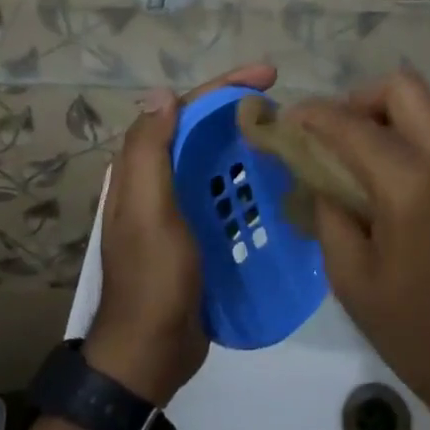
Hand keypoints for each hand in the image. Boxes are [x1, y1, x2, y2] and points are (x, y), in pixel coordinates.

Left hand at [85, 63, 276, 404]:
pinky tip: (277, 181)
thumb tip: (162, 93)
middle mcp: (158, 178)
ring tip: (287, 136)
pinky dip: (248, 178)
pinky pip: (224, 191)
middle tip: (283, 103)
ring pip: (215, 157)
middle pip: (202, 127)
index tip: (268, 75)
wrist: (150, 354)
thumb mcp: (148, 211)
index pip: (185, 108)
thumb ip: (150, 151)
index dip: (225, 86)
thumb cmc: (153, 278)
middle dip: (239, 107)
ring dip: (246, 141)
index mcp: (142, 166)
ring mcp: (178, 205)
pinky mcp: (197, 230)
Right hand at [293, 73, 429, 429]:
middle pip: (400, 87)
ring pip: (423, 106)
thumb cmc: (421, 337)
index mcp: (412, 184)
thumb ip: (328, 210)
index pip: (351, 124)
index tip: (285, 124)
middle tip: (331, 139)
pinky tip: (386, 180)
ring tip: (355, 161)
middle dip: (357, 101)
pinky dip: (407, 137)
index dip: (312, 116)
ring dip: (384, 117)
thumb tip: (315, 170)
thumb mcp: (353, 279)